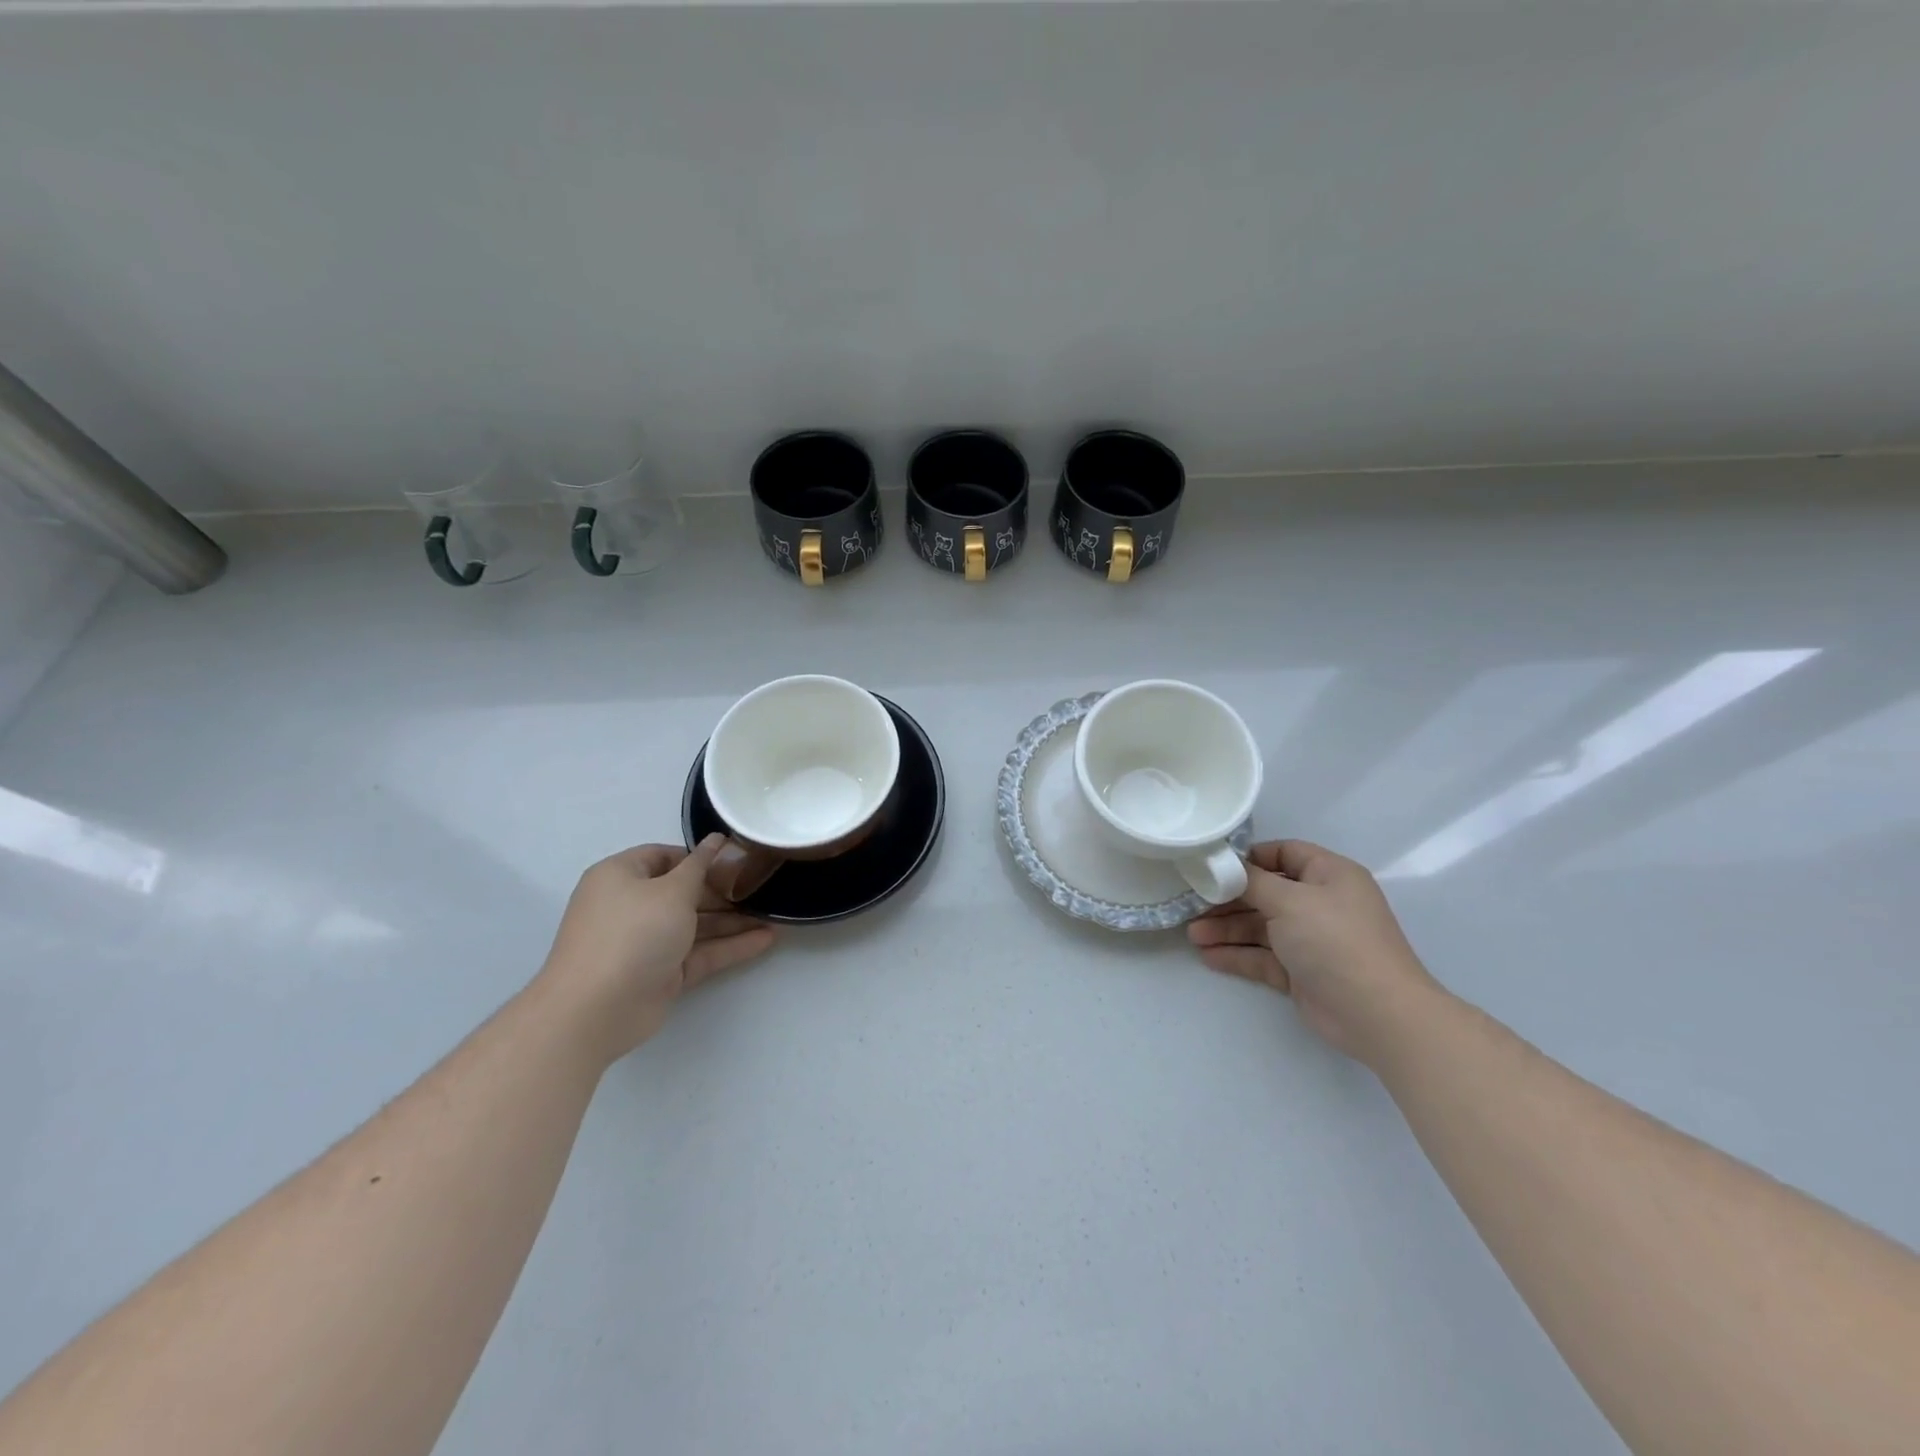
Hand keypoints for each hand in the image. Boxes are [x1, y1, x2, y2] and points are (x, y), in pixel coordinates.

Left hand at [538, 835, 775, 1063]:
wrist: (596, 1010)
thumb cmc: (633, 933)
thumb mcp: (672, 891)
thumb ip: (701, 866)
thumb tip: (717, 840)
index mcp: (621, 877)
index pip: (664, 857)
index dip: (700, 856)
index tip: (737, 858)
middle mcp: (631, 906)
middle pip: (683, 892)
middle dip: (723, 892)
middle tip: (763, 888)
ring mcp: (646, 943)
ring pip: (695, 925)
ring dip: (732, 921)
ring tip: (774, 915)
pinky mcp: (661, 973)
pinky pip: (700, 953)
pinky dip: (729, 947)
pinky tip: (766, 940)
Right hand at [1187, 839, 1439, 1065]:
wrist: (1376, 1014)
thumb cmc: (1335, 941)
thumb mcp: (1290, 900)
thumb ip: (1252, 881)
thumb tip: (1227, 867)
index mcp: (1329, 875)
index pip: (1285, 853)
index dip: (1250, 857)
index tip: (1214, 866)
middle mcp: (1321, 903)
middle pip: (1266, 893)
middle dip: (1228, 900)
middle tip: (1192, 904)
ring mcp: (1311, 940)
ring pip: (1261, 927)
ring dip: (1227, 930)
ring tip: (1193, 936)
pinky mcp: (1302, 972)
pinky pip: (1263, 957)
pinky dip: (1237, 955)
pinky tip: (1209, 957)